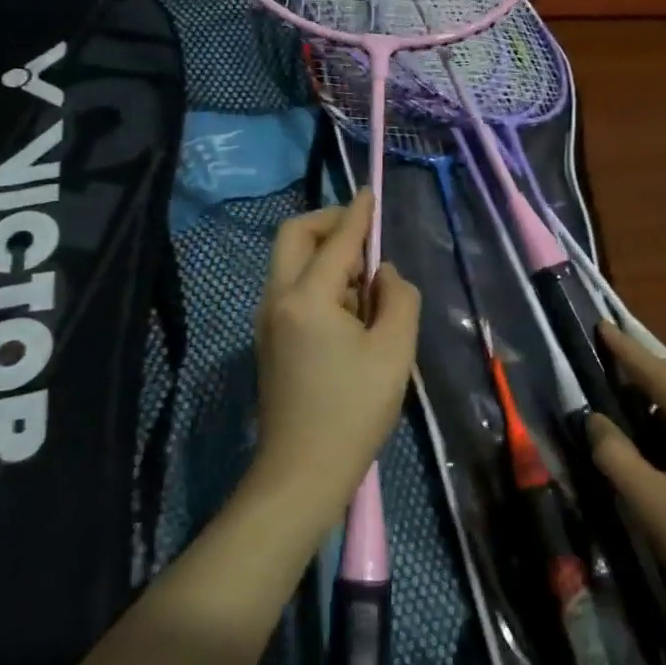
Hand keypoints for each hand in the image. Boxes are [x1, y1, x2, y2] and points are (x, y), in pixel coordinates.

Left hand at [247, 191, 420, 535]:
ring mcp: (266, 320)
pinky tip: (350, 312)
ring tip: (367, 286)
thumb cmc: (354, 411)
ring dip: (326, 257)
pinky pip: (292, 290)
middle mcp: (277, 300)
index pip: (336, 241)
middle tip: (365, 236)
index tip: (370, 192)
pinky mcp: (269, 340)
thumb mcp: (394, 351)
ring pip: (291, 263)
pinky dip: (319, 282)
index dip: (357, 214)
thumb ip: (398, 298)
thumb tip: (385, 274)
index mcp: (307, 298)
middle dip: (329, 224)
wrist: (302, 472)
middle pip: (294, 237)